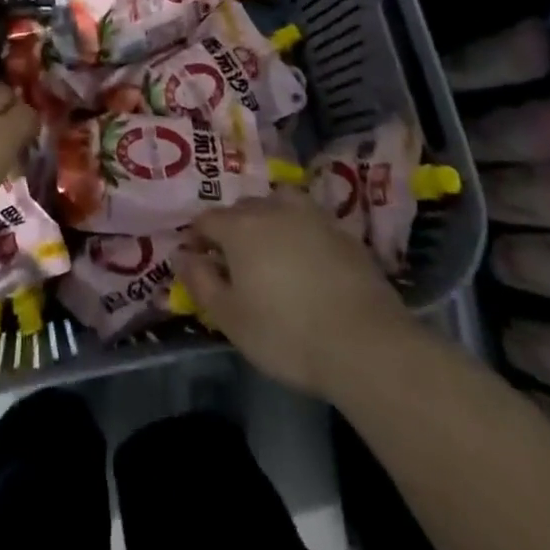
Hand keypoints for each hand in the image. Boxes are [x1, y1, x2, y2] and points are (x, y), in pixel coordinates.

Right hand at [180, 190, 423, 399]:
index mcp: (239, 226)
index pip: (205, 220)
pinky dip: (300, 234)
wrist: (366, 344)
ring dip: (268, 222)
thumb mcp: (230, 318)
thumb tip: (182, 254)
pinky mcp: (343, 233)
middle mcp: (272, 209)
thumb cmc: (286, 333)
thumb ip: (200, 282)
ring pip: (279, 205)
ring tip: (272, 253)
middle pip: (242, 209)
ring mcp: (311, 216)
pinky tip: (307, 262)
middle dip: (232, 229)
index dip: (197, 240)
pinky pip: (309, 223)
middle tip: (235, 265)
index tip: (199, 264)